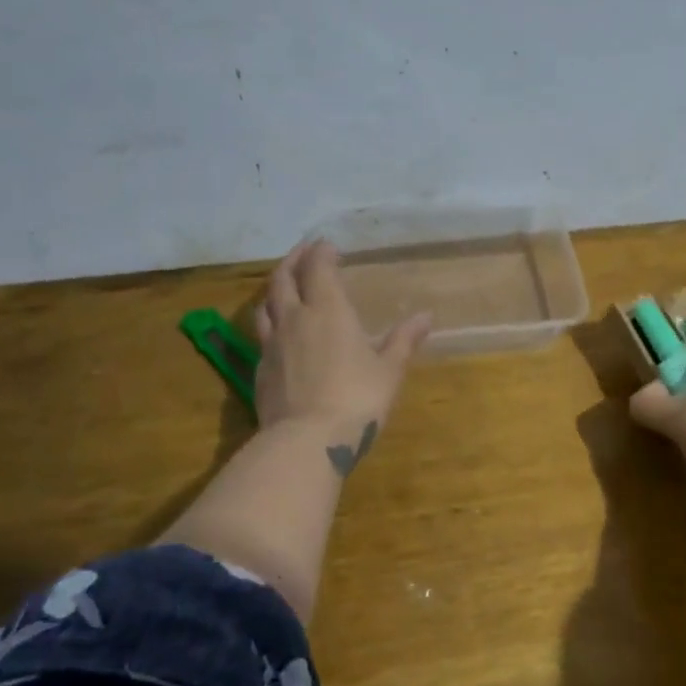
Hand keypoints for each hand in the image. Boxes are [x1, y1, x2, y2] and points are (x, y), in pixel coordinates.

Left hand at [252, 241, 430, 459]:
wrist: (306, 441)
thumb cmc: (356, 399)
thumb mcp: (389, 370)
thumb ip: (404, 340)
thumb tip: (426, 316)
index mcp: (328, 311)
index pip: (318, 268)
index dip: (321, 253)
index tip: (327, 244)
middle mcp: (295, 319)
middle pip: (283, 278)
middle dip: (293, 260)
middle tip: (303, 252)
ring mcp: (272, 344)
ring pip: (264, 305)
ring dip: (275, 289)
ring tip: (284, 286)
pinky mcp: (259, 370)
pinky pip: (261, 336)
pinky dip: (269, 323)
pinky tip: (278, 334)